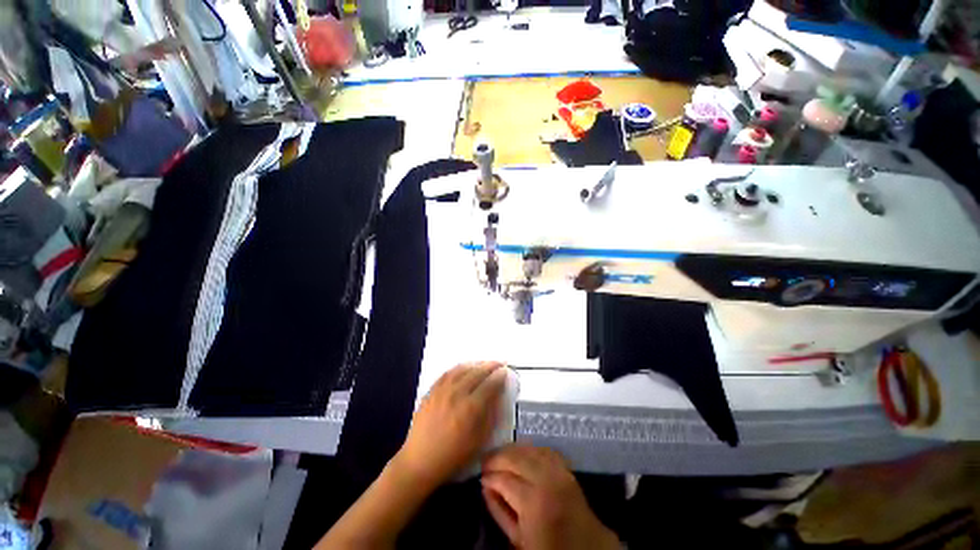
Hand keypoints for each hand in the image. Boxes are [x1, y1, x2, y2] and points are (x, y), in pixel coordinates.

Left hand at [393, 362, 507, 488]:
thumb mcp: (479, 441)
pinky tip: (464, 368)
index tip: (505, 372)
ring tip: (484, 363)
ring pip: (462, 369)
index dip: (499, 377)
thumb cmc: (453, 456)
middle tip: (499, 363)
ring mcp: (442, 390)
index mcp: (471, 408)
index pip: (489, 385)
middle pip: (477, 373)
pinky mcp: (432, 390)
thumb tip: (497, 396)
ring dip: (476, 364)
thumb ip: (490, 415)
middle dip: (490, 366)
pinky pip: (448, 373)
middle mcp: (457, 393)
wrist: (420, 460)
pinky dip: (459, 368)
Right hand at [481, 445, 619, 549]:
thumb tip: (486, 487)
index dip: (489, 476)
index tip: (481, 476)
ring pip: (529, 449)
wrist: (586, 549)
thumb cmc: (549, 549)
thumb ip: (499, 512)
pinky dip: (530, 448)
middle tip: (485, 461)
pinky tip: (521, 453)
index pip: (504, 479)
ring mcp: (559, 471)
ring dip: (512, 450)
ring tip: (500, 456)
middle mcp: (547, 479)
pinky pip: (544, 450)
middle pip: (516, 457)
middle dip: (497, 457)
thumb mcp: (517, 540)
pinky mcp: (566, 468)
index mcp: (533, 502)